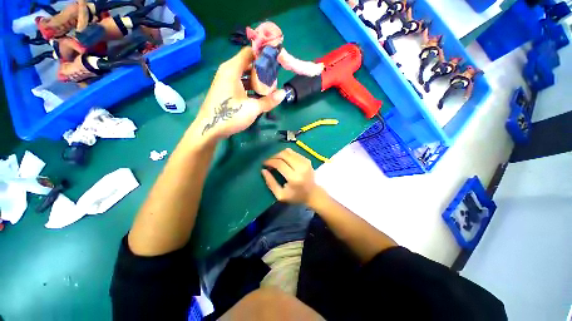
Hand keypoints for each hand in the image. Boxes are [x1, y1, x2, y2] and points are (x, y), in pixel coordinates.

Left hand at [189, 47, 285, 145]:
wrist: (209, 129)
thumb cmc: (230, 115)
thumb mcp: (252, 108)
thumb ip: (269, 101)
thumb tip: (284, 93)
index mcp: (232, 69)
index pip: (250, 52)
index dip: (263, 55)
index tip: (276, 62)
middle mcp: (228, 72)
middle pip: (248, 64)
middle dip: (262, 71)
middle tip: (274, 80)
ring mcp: (226, 82)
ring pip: (245, 75)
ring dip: (257, 81)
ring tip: (269, 89)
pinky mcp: (226, 91)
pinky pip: (241, 84)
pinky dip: (250, 87)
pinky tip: (259, 96)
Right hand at [261, 148, 323, 204]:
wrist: (313, 194)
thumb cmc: (296, 196)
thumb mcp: (280, 195)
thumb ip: (271, 183)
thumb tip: (263, 170)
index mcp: (294, 178)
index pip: (279, 164)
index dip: (270, 161)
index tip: (264, 163)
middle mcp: (301, 168)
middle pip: (284, 154)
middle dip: (274, 156)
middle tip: (269, 161)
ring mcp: (305, 162)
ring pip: (289, 151)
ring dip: (280, 154)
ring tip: (275, 160)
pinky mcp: (307, 160)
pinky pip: (294, 153)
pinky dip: (287, 154)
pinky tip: (284, 160)